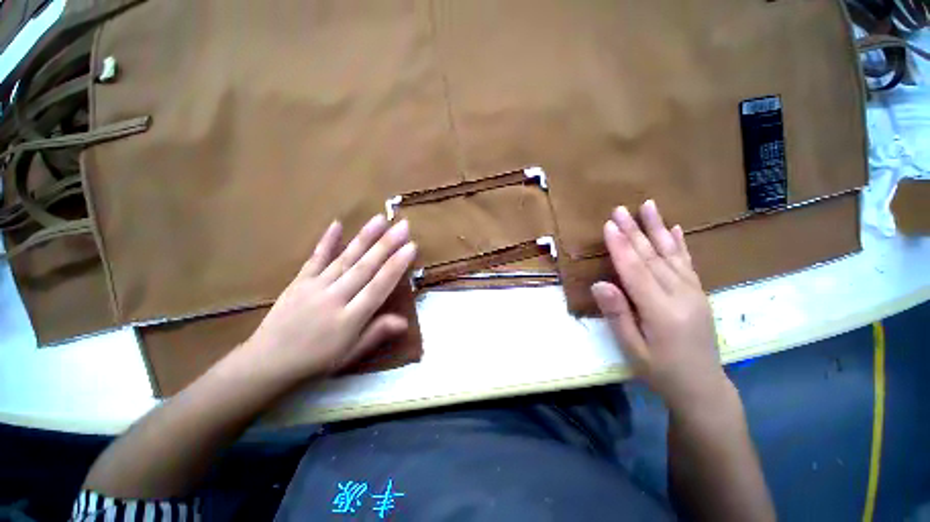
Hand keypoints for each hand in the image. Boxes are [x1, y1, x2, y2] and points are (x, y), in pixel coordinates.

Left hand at [238, 215, 416, 383]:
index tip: (411, 247)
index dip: (396, 266)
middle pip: (365, 267)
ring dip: (364, 237)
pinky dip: (327, 241)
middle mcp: (335, 298)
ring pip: (345, 258)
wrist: (266, 363)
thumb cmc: (316, 361)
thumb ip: (376, 333)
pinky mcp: (299, 281)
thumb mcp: (350, 354)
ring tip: (380, 219)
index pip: (379, 286)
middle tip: (402, 225)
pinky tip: (337, 224)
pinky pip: (315, 258)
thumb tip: (405, 321)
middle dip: (387, 244)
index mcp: (350, 319)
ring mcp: (315, 286)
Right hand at [591, 200, 730, 413]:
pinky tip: (674, 228)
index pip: (636, 271)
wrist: (703, 387)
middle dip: (634, 231)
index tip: (608, 225)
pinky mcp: (699, 293)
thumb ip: (617, 315)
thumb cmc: (660, 371)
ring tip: (648, 206)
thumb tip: (599, 284)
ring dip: (657, 228)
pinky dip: (680, 244)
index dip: (621, 247)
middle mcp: (681, 296)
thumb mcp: (632, 349)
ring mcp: (694, 292)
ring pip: (671, 254)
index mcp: (661, 311)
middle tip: (620, 209)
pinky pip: (688, 263)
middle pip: (653, 257)